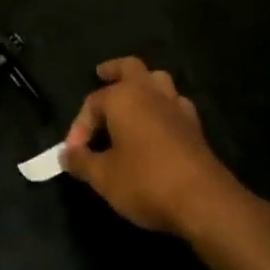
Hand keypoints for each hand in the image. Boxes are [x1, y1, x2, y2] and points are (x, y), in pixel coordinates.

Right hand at [62, 57, 242, 236]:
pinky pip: (176, 104)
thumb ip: (81, 161)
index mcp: (123, 97)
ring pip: (158, 81)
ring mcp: (177, 108)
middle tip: (102, 74)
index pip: (92, 103)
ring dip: (144, 85)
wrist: (205, 202)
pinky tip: (159, 124)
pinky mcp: (196, 127)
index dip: (79, 127)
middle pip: (131, 68)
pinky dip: (164, 107)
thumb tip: (65, 154)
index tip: (73, 154)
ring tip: (133, 97)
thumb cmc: (146, 182)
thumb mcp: (103, 177)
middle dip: (114, 70)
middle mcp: (150, 93)